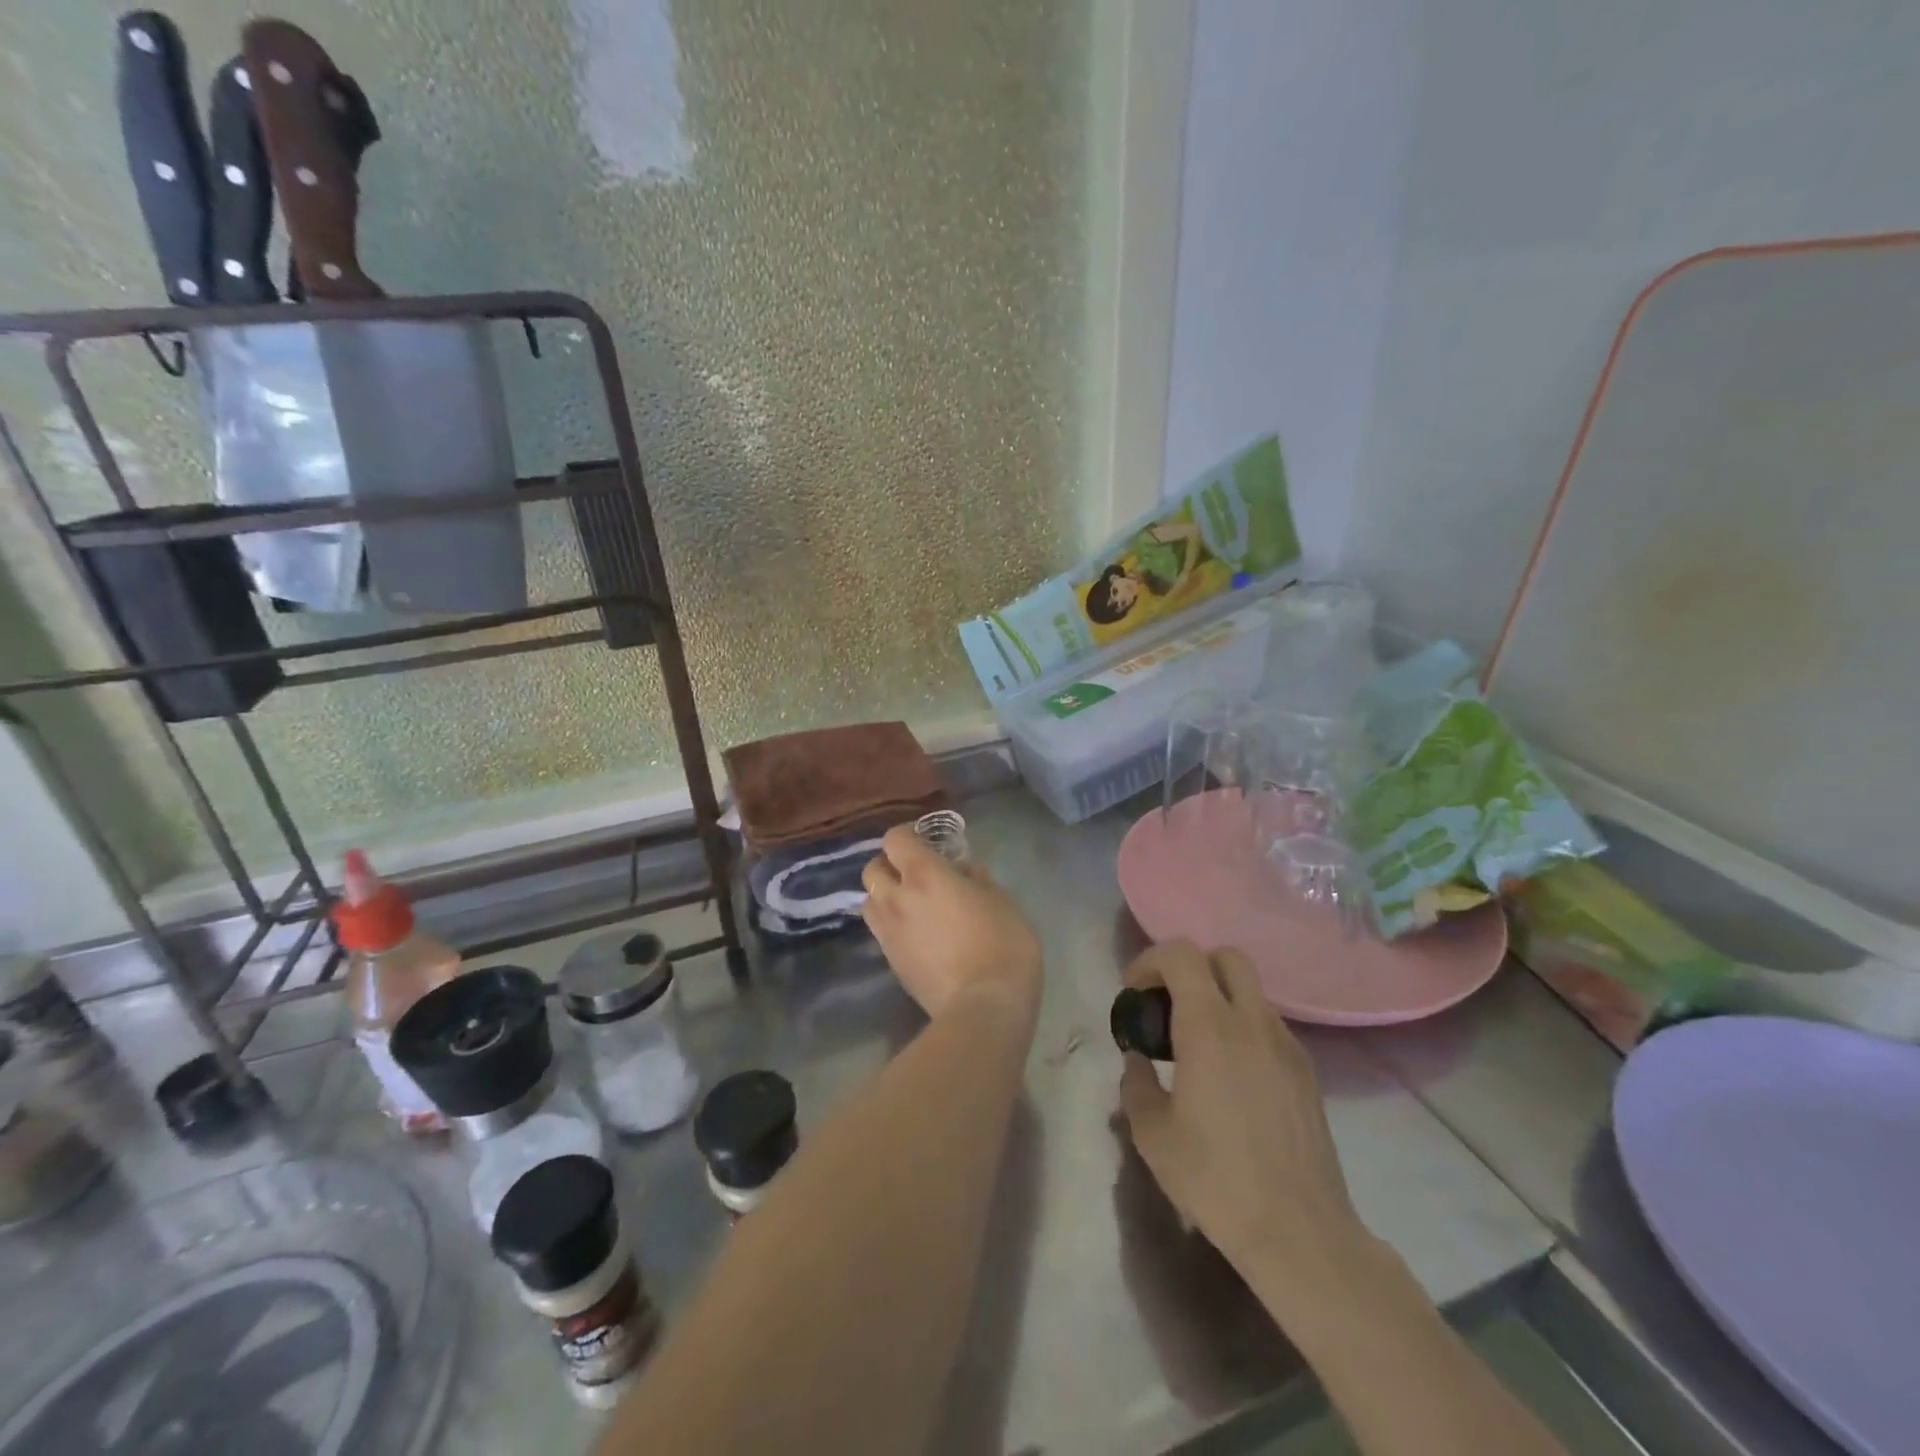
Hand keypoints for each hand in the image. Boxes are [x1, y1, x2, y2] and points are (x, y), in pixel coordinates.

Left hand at [861, 824, 1042, 1022]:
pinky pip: (880, 931)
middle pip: (873, 869)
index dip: (907, 834)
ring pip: (870, 902)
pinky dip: (892, 924)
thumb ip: (977, 877)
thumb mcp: (1001, 901)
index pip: (895, 840)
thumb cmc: (1003, 945)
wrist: (983, 1009)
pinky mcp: (890, 963)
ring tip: (912, 904)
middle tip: (915, 872)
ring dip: (885, 896)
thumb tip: (963, 869)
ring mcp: (889, 933)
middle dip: (889, 865)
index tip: (926, 839)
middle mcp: (897, 899)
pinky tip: (917, 934)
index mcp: (924, 875)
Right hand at [1118, 941, 1372, 1297]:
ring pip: (1251, 991)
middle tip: (1168, 1005)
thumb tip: (1138, 1061)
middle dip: (1191, 967)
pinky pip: (1269, 1026)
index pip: (1181, 955)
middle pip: (1226, 956)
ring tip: (1197, 1047)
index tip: (1134, 992)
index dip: (1150, 961)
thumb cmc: (1216, 1179)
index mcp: (1209, 1027)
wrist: (1300, 1233)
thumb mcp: (1153, 1134)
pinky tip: (1232, 1077)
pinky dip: (1244, 1029)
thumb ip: (1136, 1084)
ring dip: (1220, 999)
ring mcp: (1287, 1045)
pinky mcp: (1307, 1072)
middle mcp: (1252, 1022)